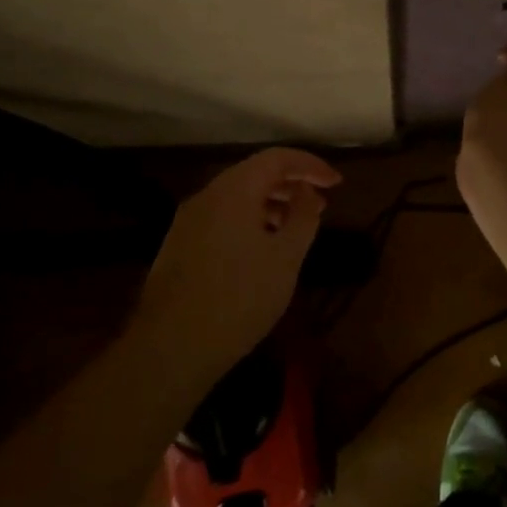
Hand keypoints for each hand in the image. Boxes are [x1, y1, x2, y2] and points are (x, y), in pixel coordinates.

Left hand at [138, 147, 340, 376]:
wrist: (171, 348)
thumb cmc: (239, 298)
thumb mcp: (286, 257)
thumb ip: (302, 216)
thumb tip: (306, 190)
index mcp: (233, 191)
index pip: (276, 158)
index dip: (310, 165)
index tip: (336, 183)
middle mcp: (207, 197)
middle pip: (254, 174)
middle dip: (291, 184)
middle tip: (321, 204)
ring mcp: (188, 222)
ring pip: (237, 198)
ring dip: (271, 205)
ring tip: (296, 228)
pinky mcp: (179, 247)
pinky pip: (222, 219)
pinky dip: (250, 221)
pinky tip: (263, 250)